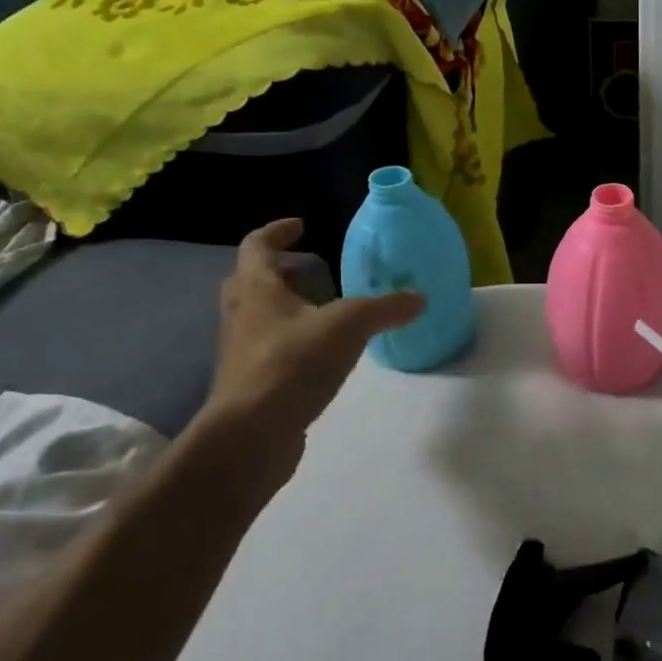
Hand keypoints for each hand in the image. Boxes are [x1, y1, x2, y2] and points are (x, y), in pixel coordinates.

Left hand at [203, 219, 422, 480]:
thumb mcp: (349, 326)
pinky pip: (271, 349)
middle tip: (313, 270)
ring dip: (287, 306)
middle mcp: (243, 314)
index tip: (302, 226)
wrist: (250, 435)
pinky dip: (293, 340)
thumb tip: (419, 298)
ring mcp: (242, 351)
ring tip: (325, 310)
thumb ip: (386, 308)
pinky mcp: (251, 383)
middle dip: (282, 271)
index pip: (257, 245)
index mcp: (258, 289)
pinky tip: (323, 354)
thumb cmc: (292, 363)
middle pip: (253, 280)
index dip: (278, 231)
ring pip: (261, 316)